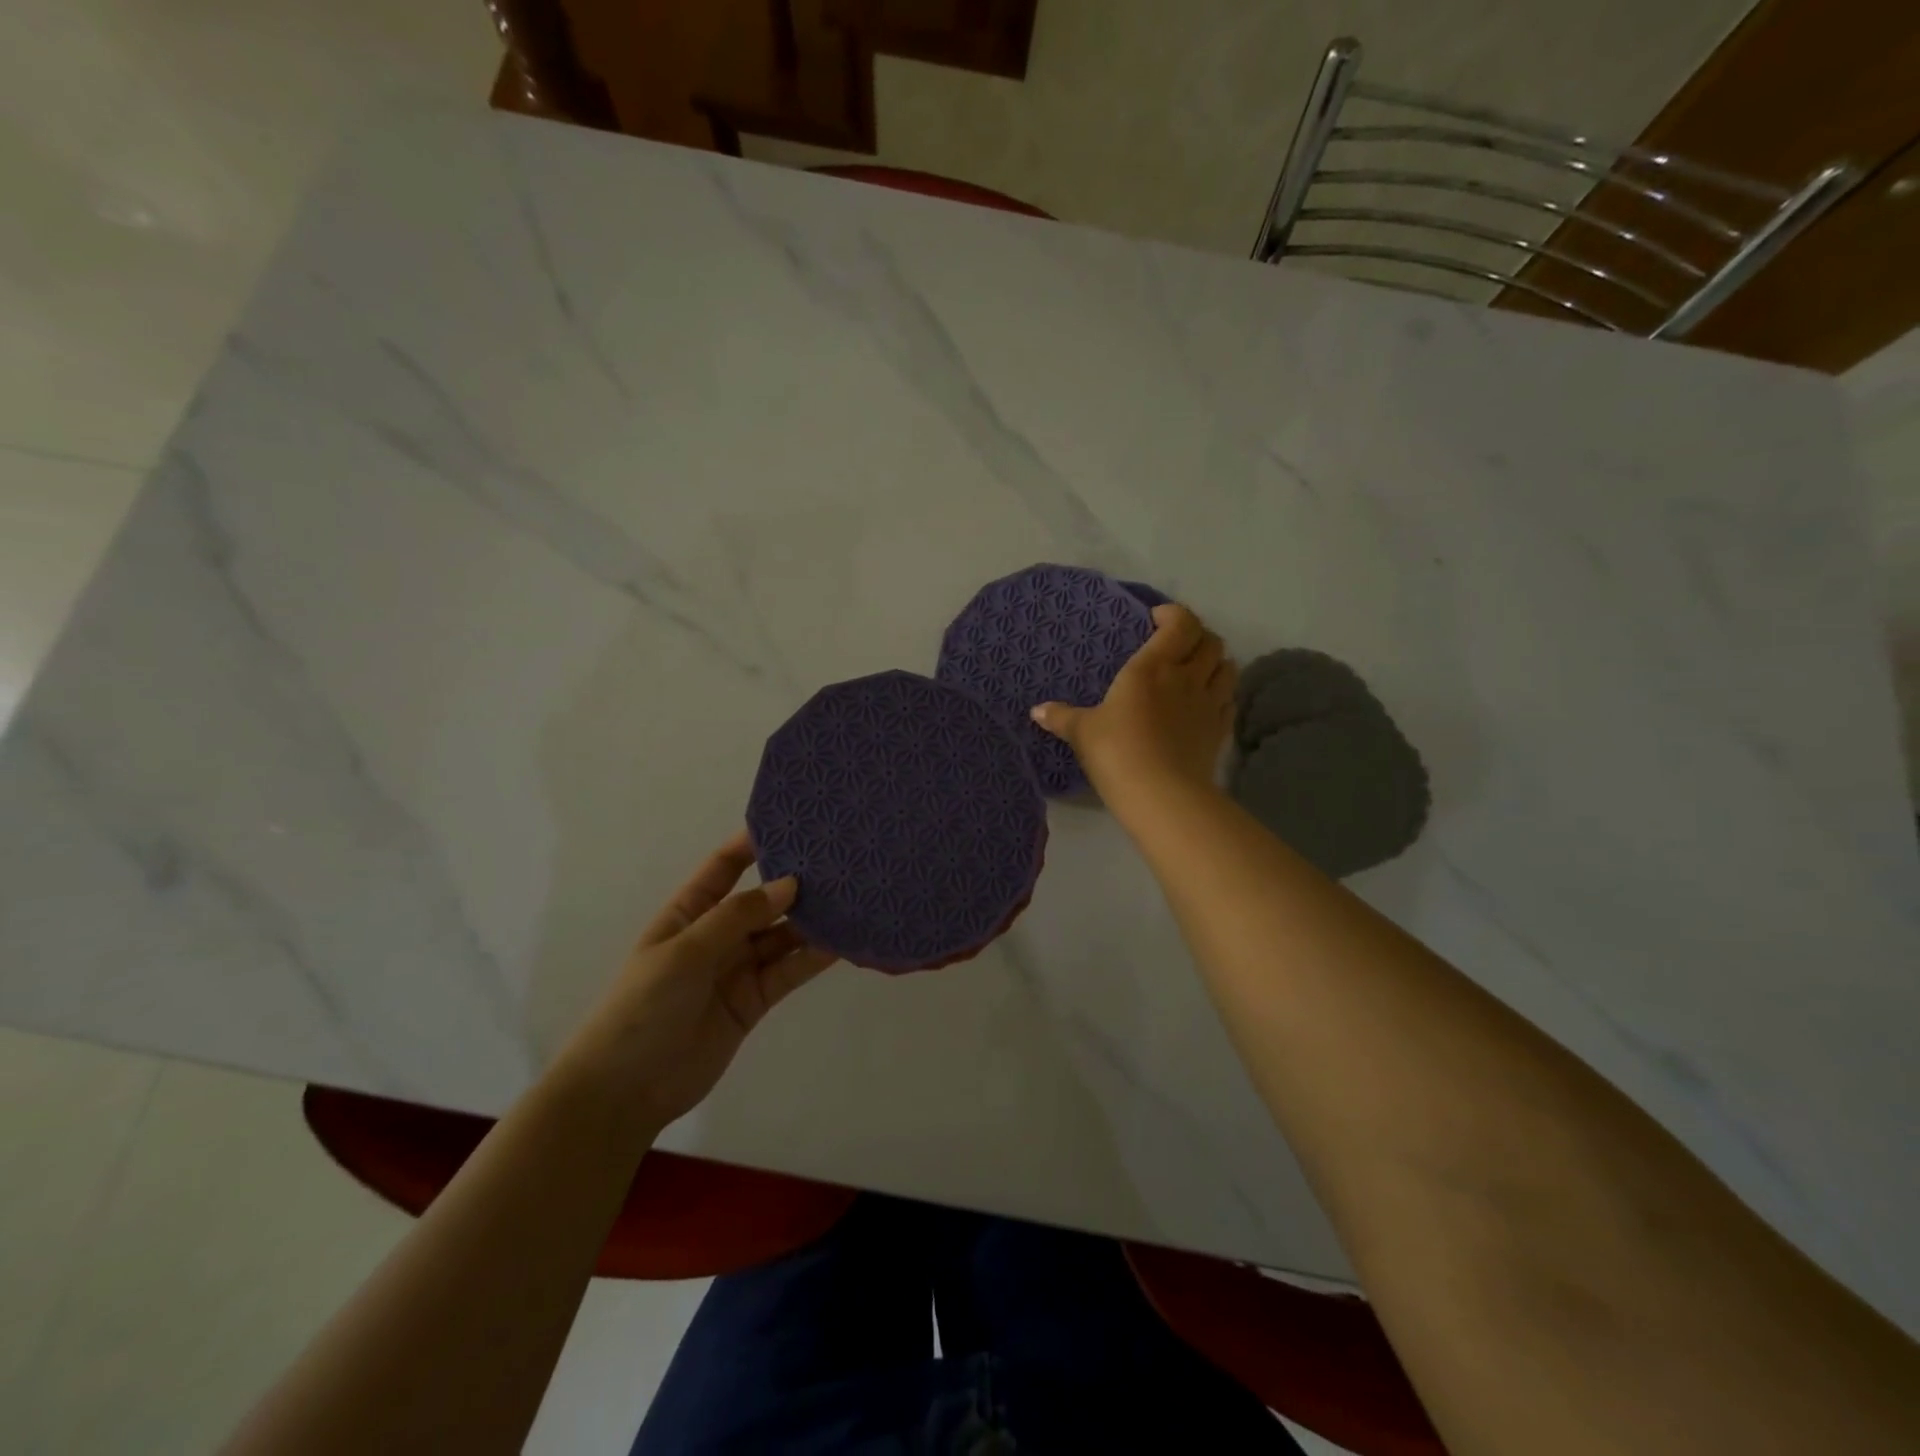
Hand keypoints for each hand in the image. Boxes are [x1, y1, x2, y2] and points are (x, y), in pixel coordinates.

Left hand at [565, 831, 836, 1131]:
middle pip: (761, 900)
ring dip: (810, 920)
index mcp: (688, 914)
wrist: (625, 1091)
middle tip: (837, 860)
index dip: (752, 843)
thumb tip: (789, 883)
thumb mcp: (685, 953)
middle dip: (793, 881)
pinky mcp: (755, 1000)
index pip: (723, 867)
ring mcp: (737, 968)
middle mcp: (716, 935)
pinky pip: (788, 970)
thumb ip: (737, 917)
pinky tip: (841, 942)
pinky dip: (813, 957)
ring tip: (850, 897)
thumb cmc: (643, 1008)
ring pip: (781, 935)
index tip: (791, 822)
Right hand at [1030, 602, 1236, 799]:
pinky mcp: (1220, 731)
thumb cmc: (1117, 751)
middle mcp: (1187, 677)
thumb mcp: (1082, 732)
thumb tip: (1037, 711)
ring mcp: (1209, 704)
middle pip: (1211, 641)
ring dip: (1215, 663)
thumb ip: (1061, 717)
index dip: (1173, 614)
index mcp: (1153, 666)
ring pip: (1227, 667)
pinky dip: (1221, 695)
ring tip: (1196, 671)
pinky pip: (1229, 701)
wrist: (1161, 794)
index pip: (1181, 623)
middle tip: (1176, 647)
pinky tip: (1205, 704)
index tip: (1155, 620)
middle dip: (1197, 636)